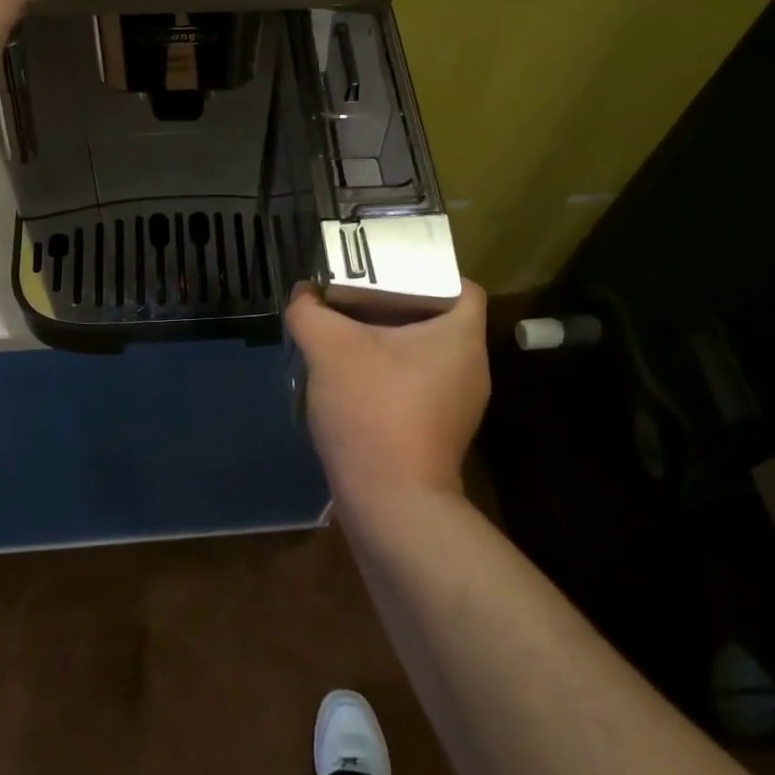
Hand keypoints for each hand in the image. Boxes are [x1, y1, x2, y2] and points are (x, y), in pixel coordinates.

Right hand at [285, 280, 490, 502]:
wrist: (390, 503)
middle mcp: (470, 368)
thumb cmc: (373, 410)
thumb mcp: (330, 349)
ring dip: (385, 344)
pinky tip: (350, 382)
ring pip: (422, 356)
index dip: (424, 271)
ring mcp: (458, 406)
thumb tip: (304, 294)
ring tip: (345, 336)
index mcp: (461, 336)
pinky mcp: (438, 434)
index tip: (384, 272)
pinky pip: (414, 388)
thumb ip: (311, 312)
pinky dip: (387, 377)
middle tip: (352, 299)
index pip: (459, 285)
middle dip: (393, 306)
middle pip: (435, 319)